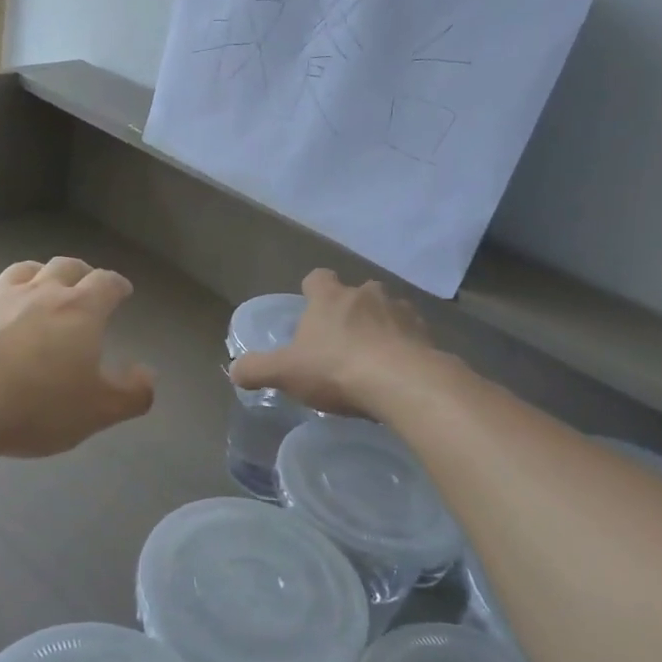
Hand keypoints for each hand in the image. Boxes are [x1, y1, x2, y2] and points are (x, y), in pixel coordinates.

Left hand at [0, 258, 155, 457]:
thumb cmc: (35, 406)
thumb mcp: (96, 412)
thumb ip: (131, 394)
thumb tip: (147, 374)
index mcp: (80, 310)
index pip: (106, 283)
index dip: (117, 285)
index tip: (121, 291)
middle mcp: (40, 291)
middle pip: (65, 266)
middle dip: (80, 272)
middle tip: (84, 284)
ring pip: (23, 270)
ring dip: (37, 276)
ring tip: (38, 289)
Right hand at [230, 268, 436, 414]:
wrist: (403, 383)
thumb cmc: (336, 369)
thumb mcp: (285, 372)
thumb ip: (256, 369)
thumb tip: (233, 370)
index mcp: (330, 298)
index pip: (317, 278)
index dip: (312, 289)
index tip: (310, 306)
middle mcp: (367, 295)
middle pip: (356, 293)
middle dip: (350, 311)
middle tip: (340, 340)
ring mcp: (402, 312)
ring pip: (388, 312)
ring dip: (381, 327)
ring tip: (373, 358)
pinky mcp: (427, 335)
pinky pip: (412, 336)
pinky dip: (405, 348)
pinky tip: (398, 372)